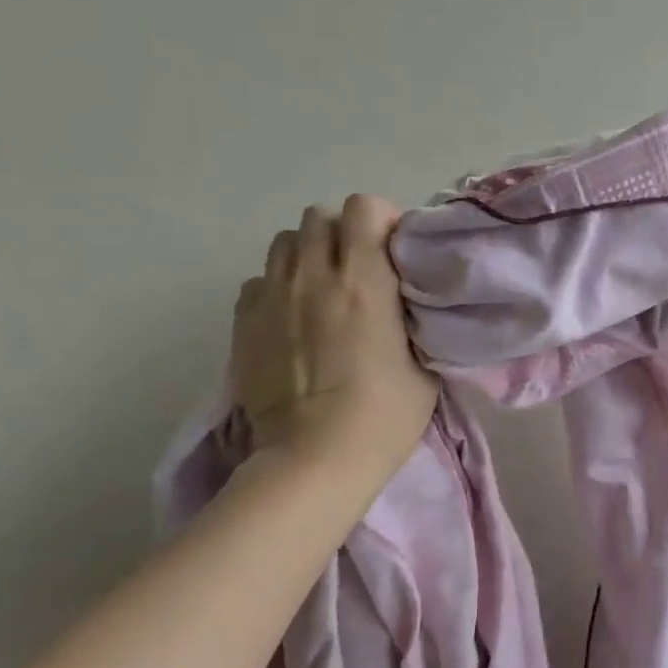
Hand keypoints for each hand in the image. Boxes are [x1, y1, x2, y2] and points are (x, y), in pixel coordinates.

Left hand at [228, 196, 438, 471]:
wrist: (314, 460)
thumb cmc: (383, 417)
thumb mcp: (425, 366)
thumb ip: (414, 320)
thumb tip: (405, 303)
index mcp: (364, 281)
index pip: (363, 207)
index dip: (382, 220)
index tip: (395, 251)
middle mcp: (313, 276)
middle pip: (319, 216)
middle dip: (343, 233)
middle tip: (361, 269)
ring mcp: (272, 298)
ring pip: (283, 242)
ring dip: (307, 254)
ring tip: (324, 289)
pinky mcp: (243, 324)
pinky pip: (259, 281)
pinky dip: (278, 287)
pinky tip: (293, 318)